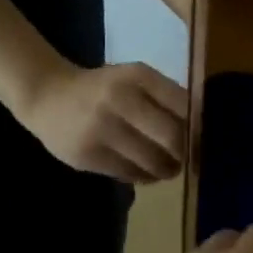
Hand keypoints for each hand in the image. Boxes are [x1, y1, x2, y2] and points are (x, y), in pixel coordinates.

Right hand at [20, 62, 186, 182]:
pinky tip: (145, 171)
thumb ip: (165, 97)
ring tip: (169, 168)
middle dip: (186, 154)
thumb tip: (201, 129)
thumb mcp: (133, 79)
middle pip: (173, 137)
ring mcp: (102, 128)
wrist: (47, 97)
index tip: (204, 138)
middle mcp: (120, 98)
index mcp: (138, 76)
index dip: (199, 127)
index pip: (184, 105)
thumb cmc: (102, 89)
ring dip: (167, 169)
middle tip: (189, 160)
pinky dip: (145, 176)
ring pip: (152, 161)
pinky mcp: (89, 155)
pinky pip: (129, 173)